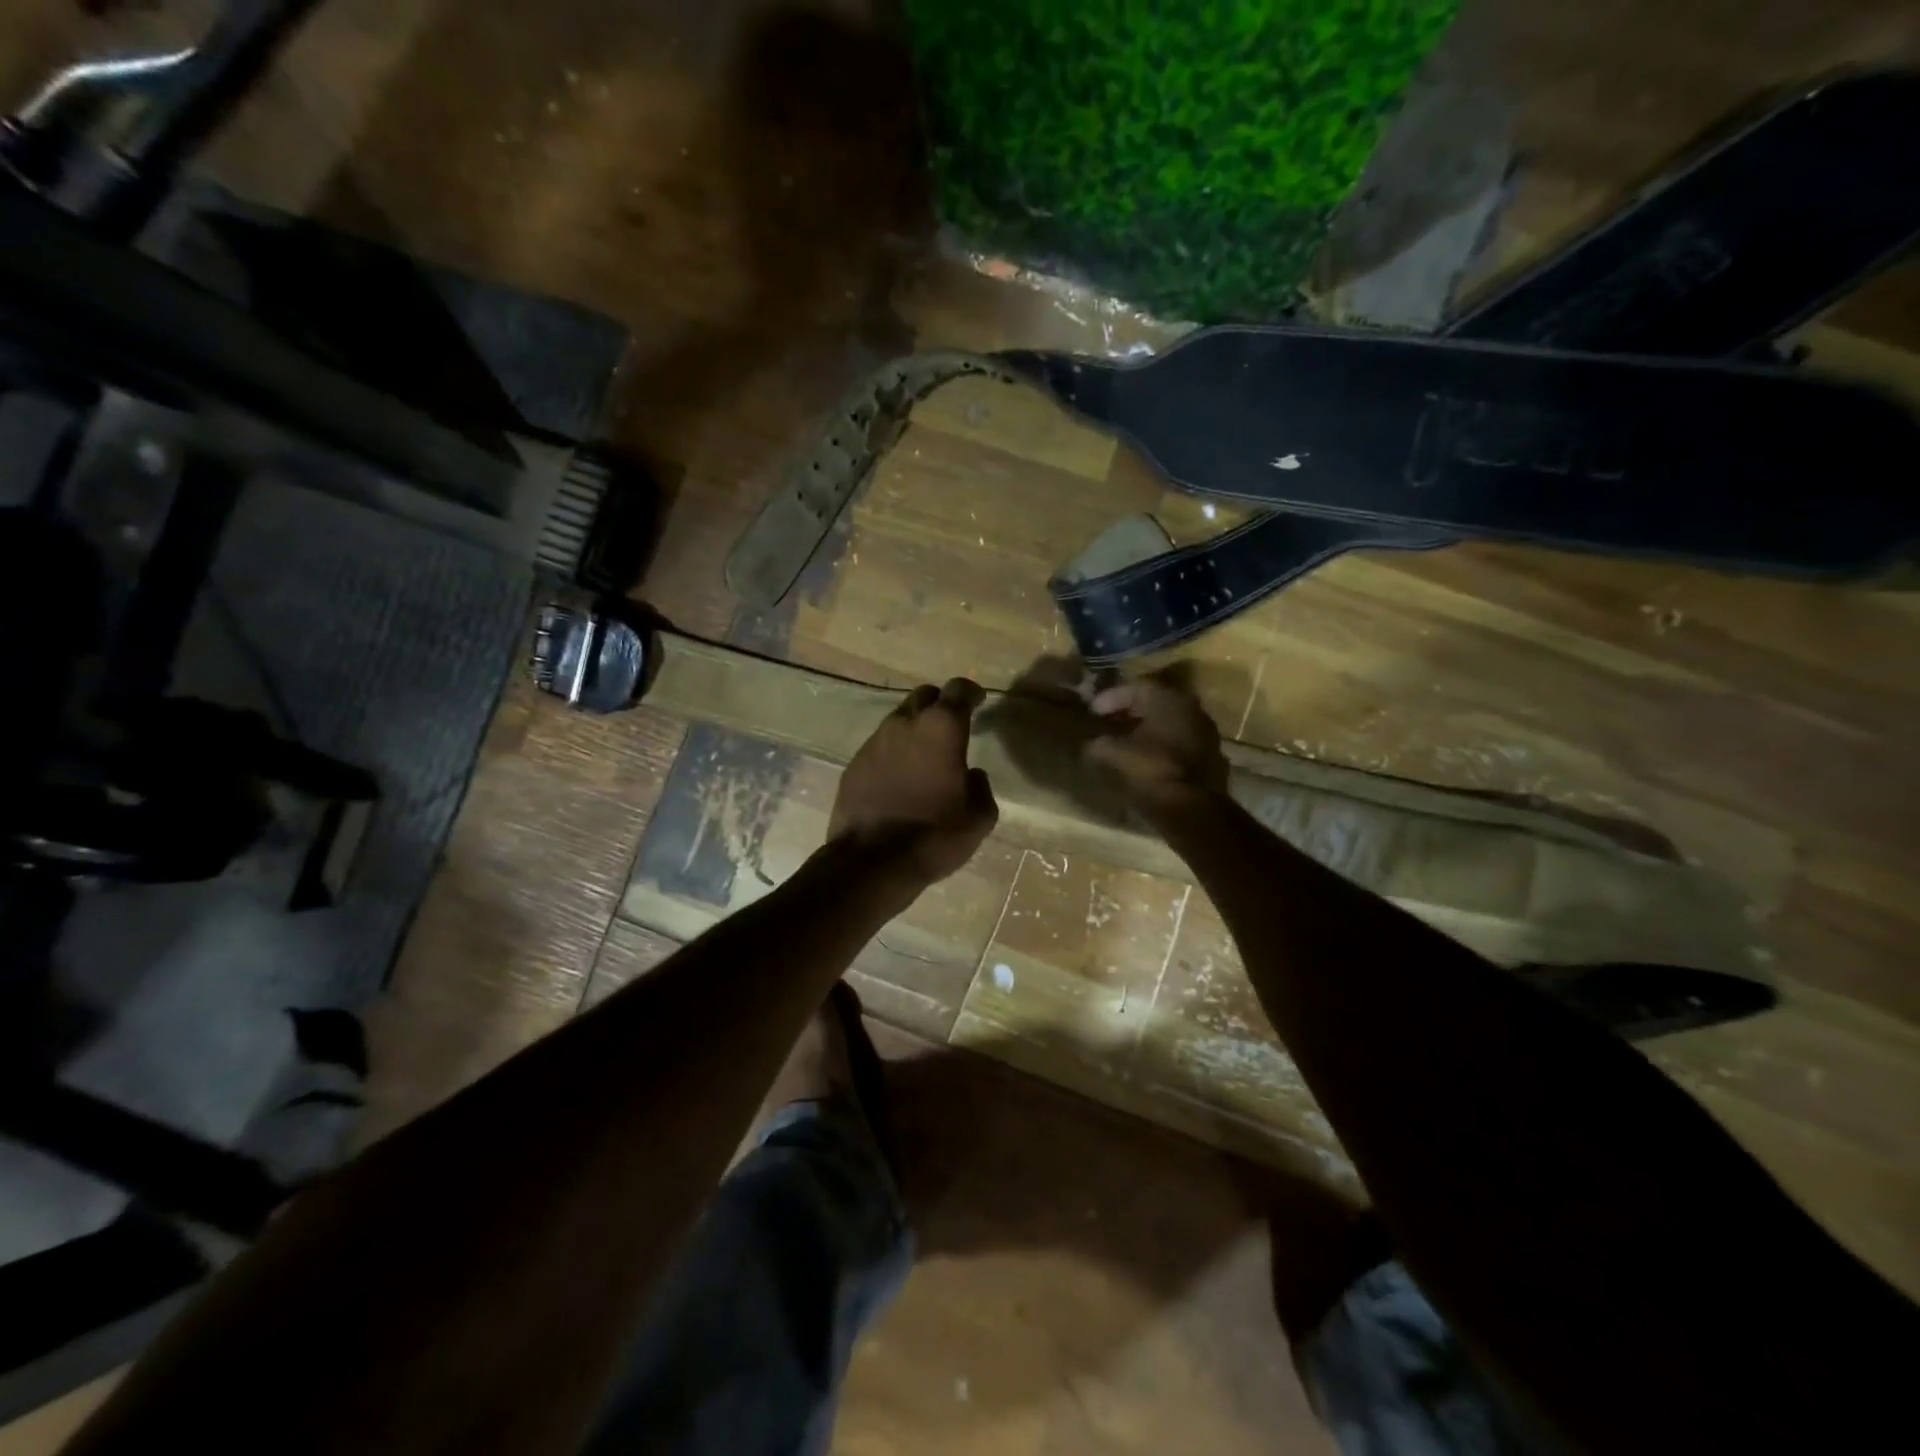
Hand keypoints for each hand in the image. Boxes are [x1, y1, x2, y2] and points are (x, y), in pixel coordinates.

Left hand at [830, 679, 997, 889]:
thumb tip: (971, 775)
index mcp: (941, 729)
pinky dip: (893, 754)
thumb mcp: (978, 818)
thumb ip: (981, 787)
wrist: (871, 862)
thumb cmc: (934, 835)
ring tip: (925, 755)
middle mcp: (904, 724)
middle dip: (939, 704)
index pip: (958, 690)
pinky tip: (899, 779)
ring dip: (914, 729)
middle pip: (923, 696)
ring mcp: (874, 742)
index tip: (978, 701)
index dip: (970, 692)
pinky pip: (879, 747)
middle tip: (951, 726)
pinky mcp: (854, 764)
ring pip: (898, 720)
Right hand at [1083, 674, 1229, 815]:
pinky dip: (1163, 746)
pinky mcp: (1212, 757)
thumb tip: (1090, 744)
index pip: (1136, 687)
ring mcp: (1206, 733)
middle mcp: (1192, 709)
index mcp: (1169, 699)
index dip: (1110, 698)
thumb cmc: (1152, 772)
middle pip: (1156, 702)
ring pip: (1171, 723)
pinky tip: (1148, 759)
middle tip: (1109, 721)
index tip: (1092, 712)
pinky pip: (1181, 742)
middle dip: (1130, 711)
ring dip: (1148, 729)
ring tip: (1126, 741)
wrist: (1194, 810)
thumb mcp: (1114, 755)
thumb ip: (1098, 744)